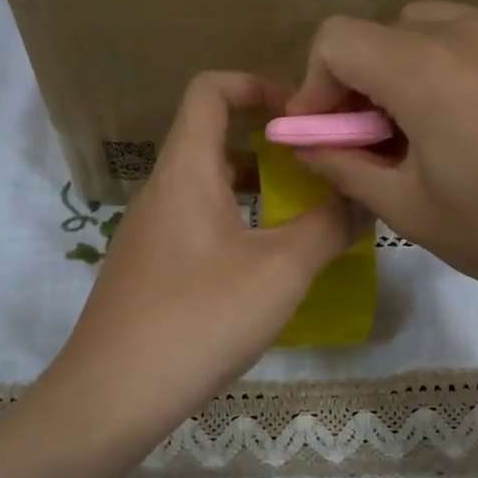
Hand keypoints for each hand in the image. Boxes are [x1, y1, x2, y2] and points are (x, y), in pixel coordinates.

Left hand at [48, 72, 359, 441]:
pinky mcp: (148, 268)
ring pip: (206, 186)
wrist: (114, 393)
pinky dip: (235, 224)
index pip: (211, 89)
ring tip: (302, 215)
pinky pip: (196, 223)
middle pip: (212, 138)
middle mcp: (161, 190)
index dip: (257, 84)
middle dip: (269, 145)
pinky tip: (264, 266)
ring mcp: (149, 232)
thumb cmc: (200, 318)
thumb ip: (329, 226)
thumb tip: (363, 197)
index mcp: (186, 170)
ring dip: (255, 189)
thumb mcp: (281, 271)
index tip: (303, 116)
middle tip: (318, 169)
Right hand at [286, 2, 477, 347]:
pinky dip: (476, 72)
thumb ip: (345, 167)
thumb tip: (307, 145)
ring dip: (421, 70)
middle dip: (368, 78)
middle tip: (382, 138)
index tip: (326, 132)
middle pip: (390, 29)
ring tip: (443, 132)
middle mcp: (474, 31)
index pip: (337, 37)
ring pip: (446, 28)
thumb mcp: (409, 211)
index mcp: (425, 69)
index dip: (316, 84)